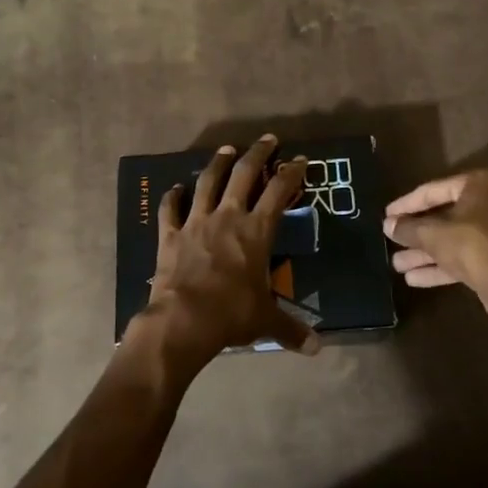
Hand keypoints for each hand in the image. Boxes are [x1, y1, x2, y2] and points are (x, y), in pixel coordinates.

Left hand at [128, 135, 317, 372]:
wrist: (183, 320)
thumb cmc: (231, 314)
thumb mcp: (266, 320)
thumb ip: (292, 329)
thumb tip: (317, 348)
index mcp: (256, 231)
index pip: (279, 192)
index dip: (291, 173)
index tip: (300, 159)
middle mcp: (228, 217)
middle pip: (244, 175)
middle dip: (257, 154)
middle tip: (267, 139)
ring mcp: (196, 222)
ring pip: (207, 182)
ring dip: (217, 164)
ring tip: (226, 149)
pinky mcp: (170, 235)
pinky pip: (170, 209)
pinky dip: (172, 197)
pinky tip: (174, 188)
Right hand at [383, 170, 487, 322]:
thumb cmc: (471, 245)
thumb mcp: (432, 234)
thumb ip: (408, 227)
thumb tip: (387, 224)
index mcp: (480, 184)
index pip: (434, 190)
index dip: (407, 204)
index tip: (387, 215)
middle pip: (444, 215)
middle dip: (416, 233)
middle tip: (391, 240)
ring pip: (454, 238)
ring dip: (425, 252)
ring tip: (396, 264)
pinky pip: (465, 255)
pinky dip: (442, 264)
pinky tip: (414, 278)